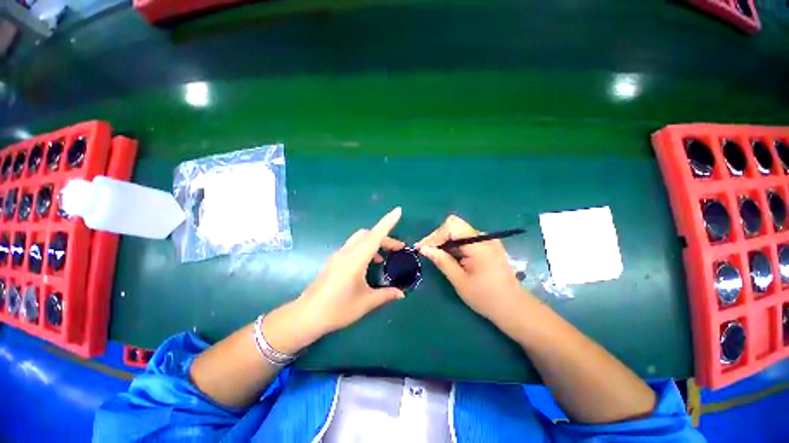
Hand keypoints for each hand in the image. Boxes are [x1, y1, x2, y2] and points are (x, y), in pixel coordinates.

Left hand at [294, 207, 406, 337]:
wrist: (307, 316)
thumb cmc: (337, 309)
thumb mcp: (365, 303)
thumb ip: (386, 295)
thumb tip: (402, 294)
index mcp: (355, 260)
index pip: (375, 236)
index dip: (388, 222)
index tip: (398, 211)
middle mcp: (346, 252)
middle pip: (368, 234)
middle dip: (385, 237)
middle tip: (398, 249)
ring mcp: (339, 255)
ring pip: (360, 238)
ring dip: (374, 241)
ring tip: (385, 257)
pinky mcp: (335, 260)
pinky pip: (354, 246)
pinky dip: (366, 247)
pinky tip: (370, 263)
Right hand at [416, 215, 532, 323]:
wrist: (513, 307)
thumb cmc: (486, 297)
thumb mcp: (459, 280)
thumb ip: (442, 261)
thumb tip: (424, 249)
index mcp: (479, 244)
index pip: (452, 226)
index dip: (435, 236)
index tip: (422, 249)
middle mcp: (484, 237)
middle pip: (454, 226)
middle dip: (437, 237)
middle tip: (425, 252)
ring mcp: (487, 240)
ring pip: (458, 231)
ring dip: (444, 242)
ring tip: (434, 255)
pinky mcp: (487, 245)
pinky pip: (465, 239)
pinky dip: (453, 246)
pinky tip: (447, 256)